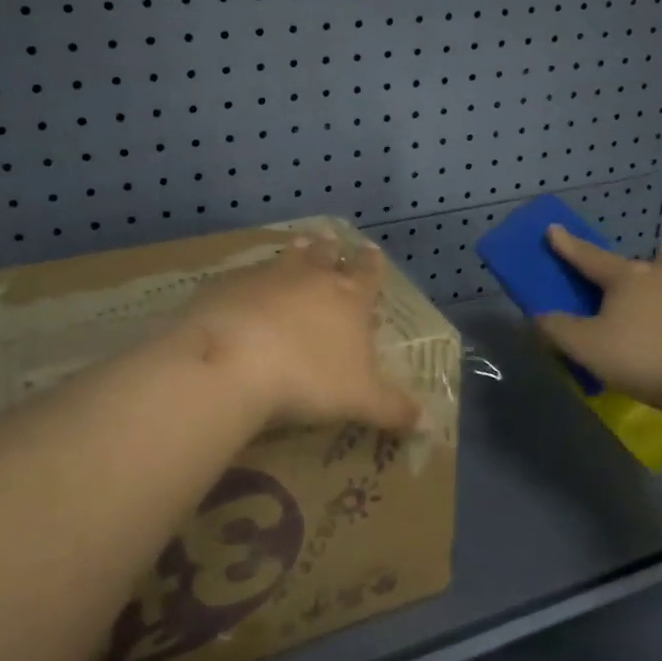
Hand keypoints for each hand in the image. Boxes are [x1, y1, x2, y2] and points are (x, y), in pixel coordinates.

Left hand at [179, 233, 419, 430]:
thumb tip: (429, 423)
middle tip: (331, 236)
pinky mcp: (231, 285)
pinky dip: (255, 276)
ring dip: (298, 251)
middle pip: (326, 255)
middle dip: (332, 248)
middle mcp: (312, 278)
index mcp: (349, 299)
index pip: (368, 273)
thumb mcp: (361, 400)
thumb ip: (394, 409)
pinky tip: (249, 284)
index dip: (372, 263)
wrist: (235, 360)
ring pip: (289, 257)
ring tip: (301, 242)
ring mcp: (269, 277)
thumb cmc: (309, 378)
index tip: (372, 249)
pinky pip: (248, 274)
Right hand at [535, 226, 661, 411]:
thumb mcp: (588, 348)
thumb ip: (558, 330)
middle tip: (626, 287)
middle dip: (636, 268)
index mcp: (626, 277)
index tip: (554, 229)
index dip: (568, 245)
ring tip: (655, 320)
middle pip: (649, 261)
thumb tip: (539, 316)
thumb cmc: (648, 356)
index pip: (589, 257)